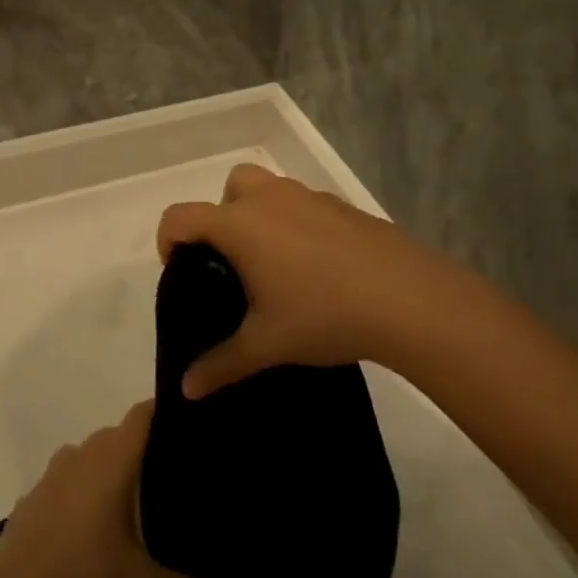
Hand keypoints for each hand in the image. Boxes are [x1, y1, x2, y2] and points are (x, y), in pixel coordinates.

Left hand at [0, 401, 233, 577]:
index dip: (163, 411)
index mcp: (111, 462)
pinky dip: (77, 492)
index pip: (141, 416)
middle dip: (140, 448)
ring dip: (105, 469)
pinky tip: (88, 527)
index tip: (186, 421)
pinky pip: (62, 482)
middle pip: (116, 435)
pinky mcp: (30, 500)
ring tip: (130, 500)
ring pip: (86, 456)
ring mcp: (50, 476)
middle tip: (168, 471)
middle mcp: (80, 456)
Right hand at [156, 163, 479, 397]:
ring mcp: (310, 198)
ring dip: (260, 216)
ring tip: (276, 267)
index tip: (182, 272)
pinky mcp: (343, 207)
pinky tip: (318, 267)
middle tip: (234, 262)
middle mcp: (270, 199)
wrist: (408, 299)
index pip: (181, 216)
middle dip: (220, 216)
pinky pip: (304, 205)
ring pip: (269, 189)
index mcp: (240, 225)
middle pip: (229, 187)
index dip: (169, 241)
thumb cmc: (324, 315)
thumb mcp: (267, 345)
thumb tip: (187, 390)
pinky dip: (297, 224)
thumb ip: (221, 364)